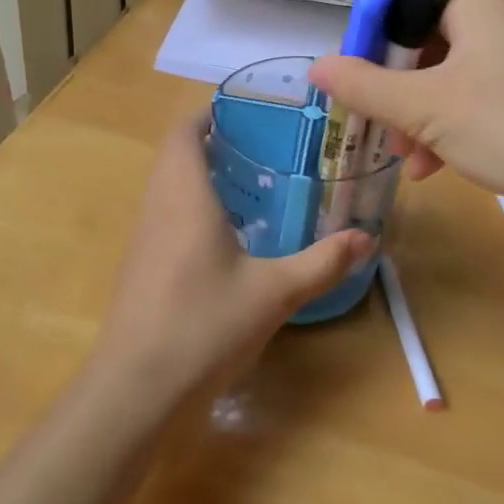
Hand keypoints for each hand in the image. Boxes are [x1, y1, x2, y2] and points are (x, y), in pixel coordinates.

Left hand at [91, 114, 372, 402]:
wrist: (136, 391)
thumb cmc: (204, 325)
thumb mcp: (274, 292)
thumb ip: (322, 262)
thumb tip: (368, 237)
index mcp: (183, 195)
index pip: (184, 131)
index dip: (209, 113)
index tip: (248, 112)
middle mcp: (157, 207)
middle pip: (177, 156)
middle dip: (214, 144)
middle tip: (265, 147)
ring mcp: (143, 240)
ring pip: (169, 189)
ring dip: (203, 178)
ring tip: (254, 185)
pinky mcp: (140, 269)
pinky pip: (166, 219)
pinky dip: (194, 210)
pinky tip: (229, 238)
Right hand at [308, 0, 503, 208]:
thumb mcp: (423, 109)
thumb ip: (364, 87)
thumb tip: (316, 67)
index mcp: (479, 5)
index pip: (409, 8)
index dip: (376, 46)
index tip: (361, 87)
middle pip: (434, 47)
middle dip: (404, 95)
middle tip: (389, 136)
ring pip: (463, 78)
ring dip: (430, 119)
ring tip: (417, 164)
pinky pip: (495, 96)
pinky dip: (466, 125)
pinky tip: (453, 166)